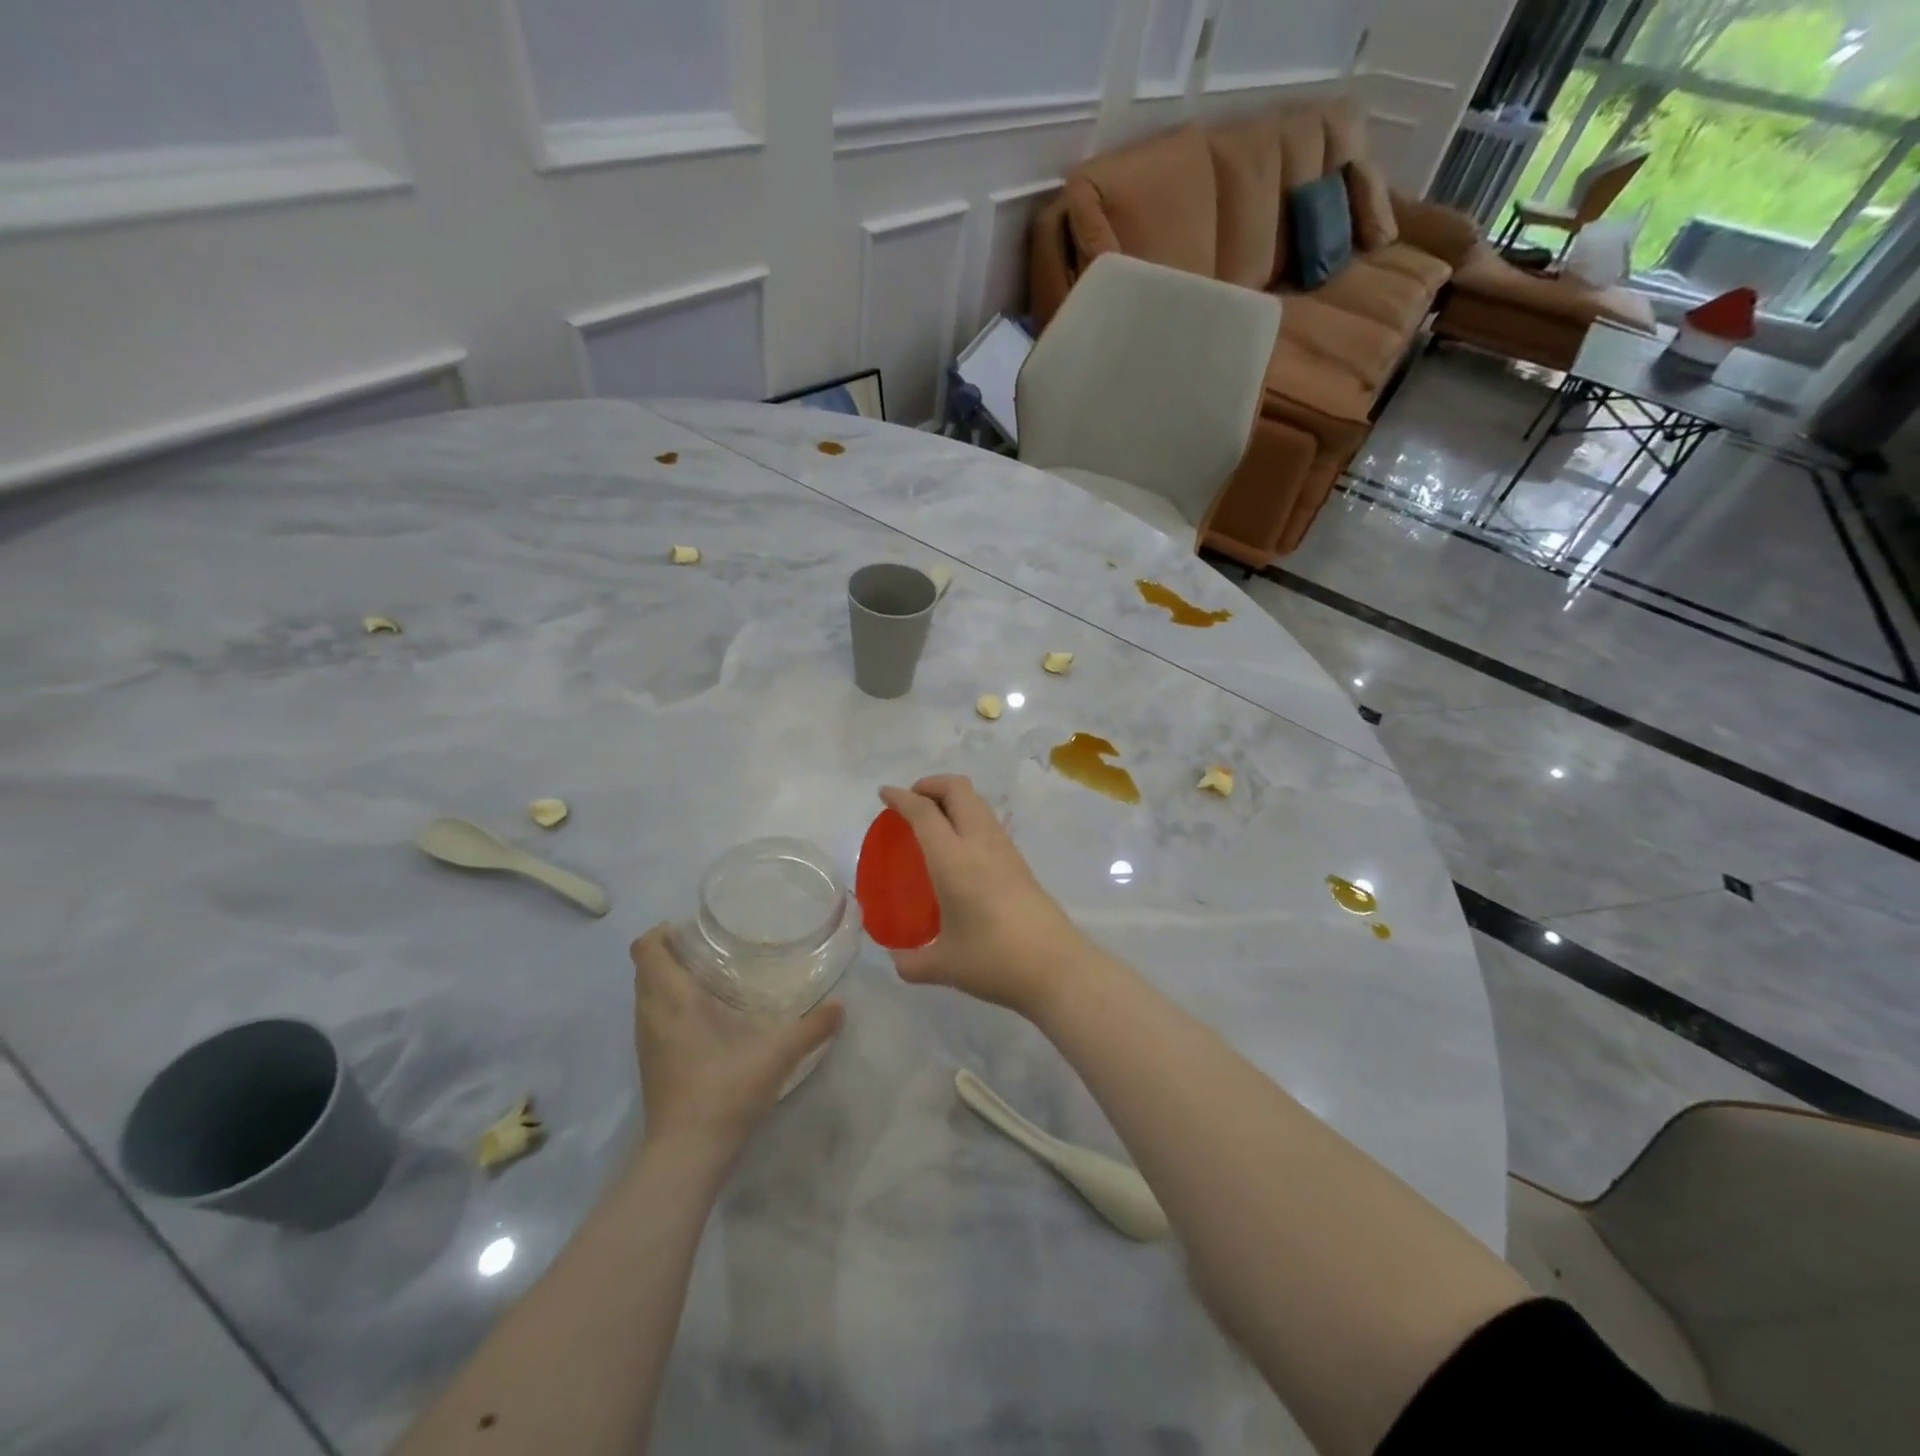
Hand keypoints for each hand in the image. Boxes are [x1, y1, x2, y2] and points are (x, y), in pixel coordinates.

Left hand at [629, 925, 844, 1155]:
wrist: (687, 1153)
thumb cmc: (725, 1089)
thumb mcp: (778, 1053)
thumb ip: (812, 1027)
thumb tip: (841, 1005)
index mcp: (673, 998)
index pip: (646, 948)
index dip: (665, 932)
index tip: (697, 930)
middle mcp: (651, 1013)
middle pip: (645, 967)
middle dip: (672, 952)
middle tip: (713, 949)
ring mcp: (647, 1041)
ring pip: (647, 994)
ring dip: (670, 979)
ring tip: (712, 978)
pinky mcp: (651, 1063)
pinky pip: (653, 1017)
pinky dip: (671, 1006)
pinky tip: (707, 1018)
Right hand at [878, 775, 1088, 1015]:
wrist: (1056, 967)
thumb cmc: (994, 960)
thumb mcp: (944, 966)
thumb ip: (912, 963)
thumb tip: (897, 961)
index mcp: (954, 860)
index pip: (924, 813)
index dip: (902, 797)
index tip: (885, 794)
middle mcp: (980, 844)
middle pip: (958, 789)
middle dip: (931, 785)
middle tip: (911, 803)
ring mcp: (1005, 850)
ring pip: (977, 803)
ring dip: (953, 800)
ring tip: (934, 823)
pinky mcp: (1020, 862)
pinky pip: (988, 823)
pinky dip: (968, 819)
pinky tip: (959, 850)